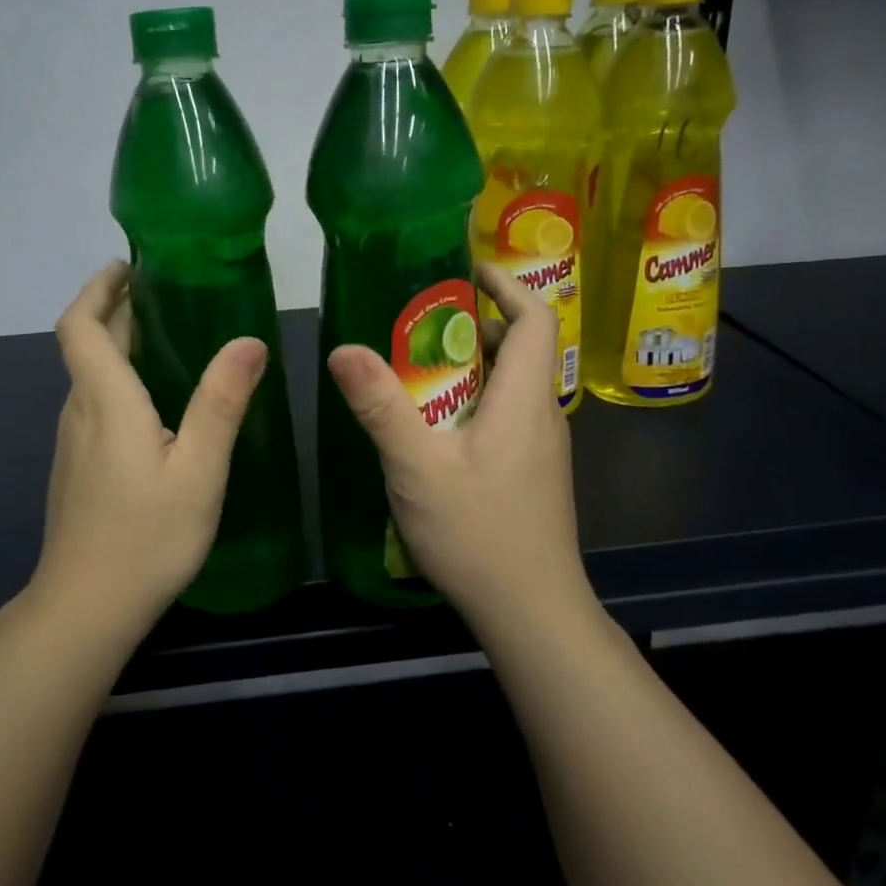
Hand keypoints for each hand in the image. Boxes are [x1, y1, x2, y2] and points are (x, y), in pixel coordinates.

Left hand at [35, 262, 268, 636]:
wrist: (84, 609)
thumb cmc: (146, 537)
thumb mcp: (198, 470)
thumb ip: (221, 403)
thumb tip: (249, 341)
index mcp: (106, 401)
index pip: (81, 325)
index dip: (98, 288)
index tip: (128, 266)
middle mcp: (80, 412)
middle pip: (87, 344)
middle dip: (117, 309)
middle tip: (164, 291)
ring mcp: (73, 442)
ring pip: (91, 376)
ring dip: (118, 344)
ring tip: (167, 335)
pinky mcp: (77, 467)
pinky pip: (95, 403)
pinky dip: (119, 379)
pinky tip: (156, 401)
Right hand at [325, 263, 591, 632]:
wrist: (532, 614)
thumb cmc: (479, 534)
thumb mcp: (417, 467)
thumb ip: (381, 406)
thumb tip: (342, 349)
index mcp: (525, 398)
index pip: (536, 317)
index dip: (505, 285)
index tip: (463, 271)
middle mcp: (542, 414)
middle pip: (520, 346)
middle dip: (473, 323)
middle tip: (418, 322)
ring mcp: (541, 446)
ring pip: (511, 384)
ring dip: (470, 365)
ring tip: (416, 367)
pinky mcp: (532, 471)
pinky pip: (507, 414)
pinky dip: (473, 399)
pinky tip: (433, 426)